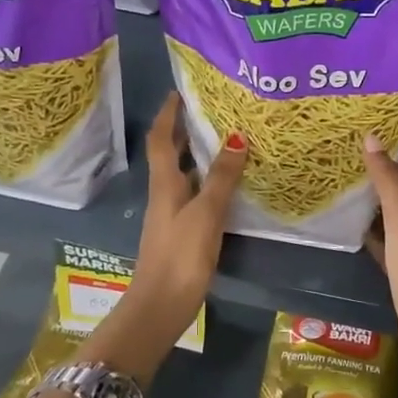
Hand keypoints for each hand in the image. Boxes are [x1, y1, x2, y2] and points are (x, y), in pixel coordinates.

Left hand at [76, 95, 247, 383]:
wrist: (161, 305)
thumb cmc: (180, 255)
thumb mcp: (206, 213)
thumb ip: (221, 177)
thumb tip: (236, 137)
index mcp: (164, 184)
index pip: (162, 139)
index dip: (168, 114)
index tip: (178, 92)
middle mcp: (164, 194)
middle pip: (170, 155)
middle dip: (184, 131)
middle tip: (209, 111)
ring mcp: (171, 215)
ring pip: (183, 175)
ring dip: (198, 156)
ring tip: (224, 141)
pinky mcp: (180, 234)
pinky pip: (194, 196)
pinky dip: (207, 183)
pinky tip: (226, 187)